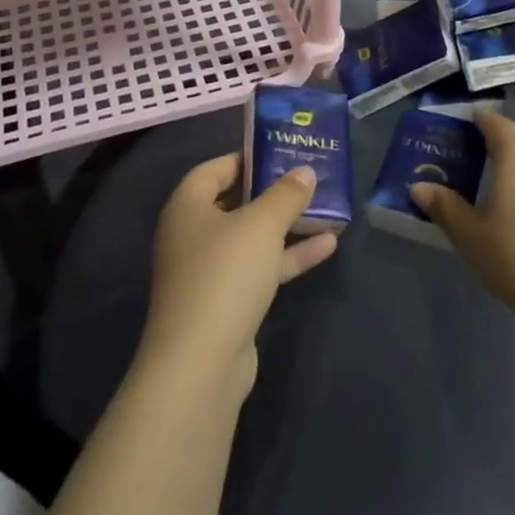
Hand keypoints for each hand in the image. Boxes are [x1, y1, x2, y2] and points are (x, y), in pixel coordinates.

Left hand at [140, 153, 338, 404]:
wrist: (201, 363)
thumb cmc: (225, 274)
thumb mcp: (261, 224)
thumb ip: (285, 195)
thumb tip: (304, 171)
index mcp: (187, 207)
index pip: (213, 170)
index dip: (243, 158)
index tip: (277, 152)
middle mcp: (192, 235)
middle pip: (234, 203)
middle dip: (272, 192)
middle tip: (306, 178)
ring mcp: (209, 272)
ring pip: (251, 238)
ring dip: (286, 226)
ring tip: (327, 210)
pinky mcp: (226, 303)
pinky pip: (260, 268)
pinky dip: (288, 257)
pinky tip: (327, 246)